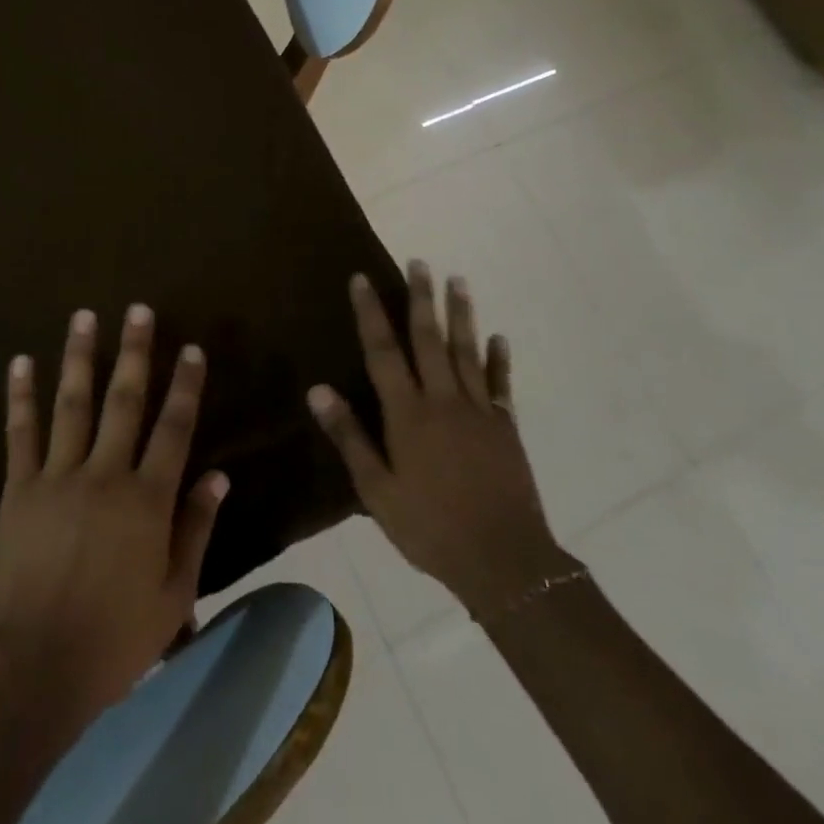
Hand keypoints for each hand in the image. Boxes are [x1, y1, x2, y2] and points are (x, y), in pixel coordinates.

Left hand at [0, 304, 228, 719]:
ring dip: (79, 356)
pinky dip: (20, 395)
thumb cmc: (115, 638)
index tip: (191, 348)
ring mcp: (58, 476)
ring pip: (72, 403)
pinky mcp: (19, 488)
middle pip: (124, 400)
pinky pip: (20, 433)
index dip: (185, 386)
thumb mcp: (174, 595)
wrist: (37, 666)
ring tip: (85, 316)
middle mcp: (105, 474)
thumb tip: (218, 476)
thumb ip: (196, 530)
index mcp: (147, 499)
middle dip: (135, 352)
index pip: (174, 429)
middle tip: (139, 310)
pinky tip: (20, 361)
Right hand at [308, 264, 574, 625]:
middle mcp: (443, 401)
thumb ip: (349, 436)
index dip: (371, 313)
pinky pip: (501, 384)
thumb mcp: (377, 489)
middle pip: (429, 339)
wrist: (504, 561)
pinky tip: (499, 337)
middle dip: (421, 298)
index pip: (383, 352)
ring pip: (466, 352)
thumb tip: (318, 389)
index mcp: (408, 414)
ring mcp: (479, 411)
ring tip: (458, 281)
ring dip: (461, 314)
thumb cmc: (429, 526)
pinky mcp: (505, 428)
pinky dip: (499, 359)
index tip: (362, 278)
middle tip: (419, 262)